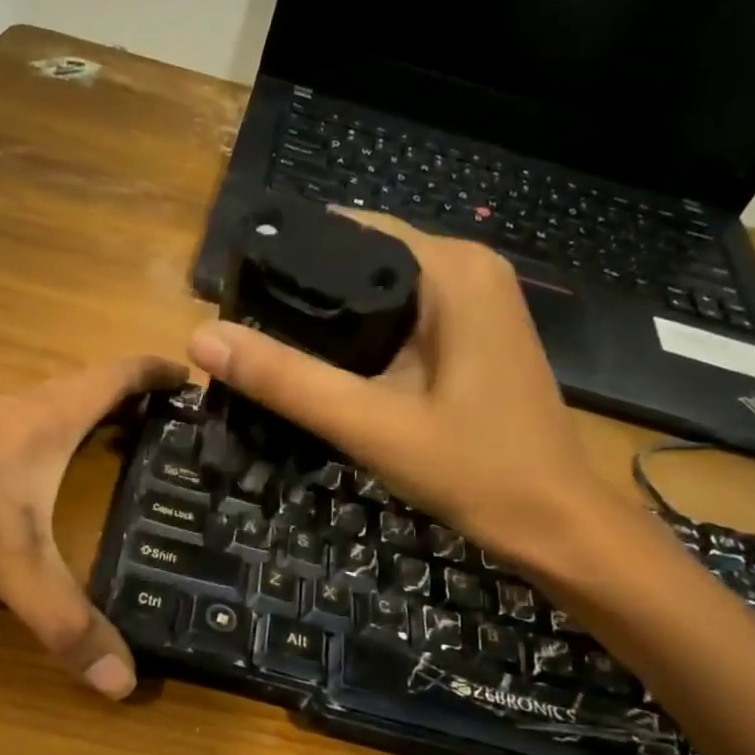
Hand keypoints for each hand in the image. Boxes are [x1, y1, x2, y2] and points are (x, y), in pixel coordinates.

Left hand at [0, 355, 186, 698]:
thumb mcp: (4, 559)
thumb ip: (62, 618)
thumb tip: (124, 682)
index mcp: (48, 417)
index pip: (118, 375)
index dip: (158, 371)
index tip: (193, 374)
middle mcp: (18, 408)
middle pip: (88, 388)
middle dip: (132, 401)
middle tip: (170, 431)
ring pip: (49, 410)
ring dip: (87, 420)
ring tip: (120, 453)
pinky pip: (17, 433)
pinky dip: (47, 444)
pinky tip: (40, 480)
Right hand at [186, 210, 616, 562]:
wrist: (553, 522)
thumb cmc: (473, 470)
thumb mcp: (369, 424)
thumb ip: (286, 380)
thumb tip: (201, 337)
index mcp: (451, 269)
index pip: (345, 232)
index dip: (284, 261)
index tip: (231, 298)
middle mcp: (467, 268)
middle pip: (359, 259)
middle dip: (300, 295)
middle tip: (240, 336)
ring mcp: (475, 300)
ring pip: (377, 291)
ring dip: (327, 320)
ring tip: (266, 352)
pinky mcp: (472, 333)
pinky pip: (399, 317)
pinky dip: (359, 338)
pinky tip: (323, 370)